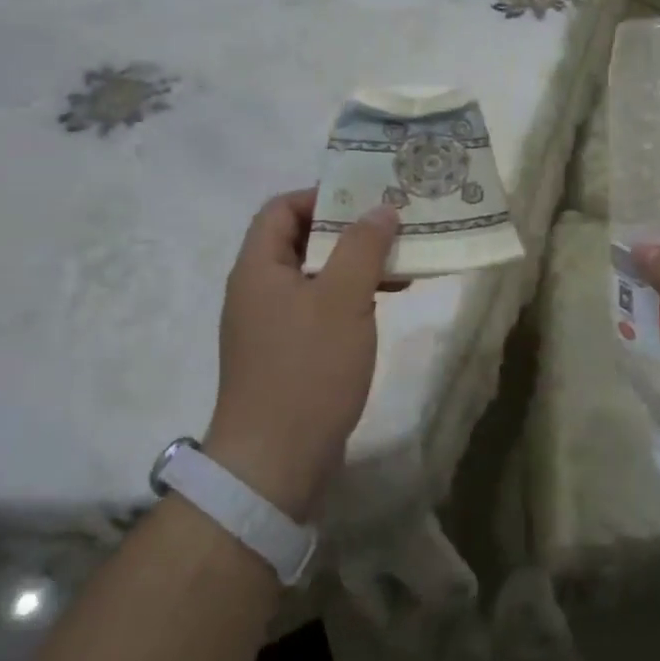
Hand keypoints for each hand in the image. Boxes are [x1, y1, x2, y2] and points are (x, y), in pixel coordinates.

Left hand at [205, 189, 398, 521]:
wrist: (274, 465)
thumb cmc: (307, 369)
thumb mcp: (343, 299)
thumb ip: (363, 246)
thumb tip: (381, 209)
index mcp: (259, 267)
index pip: (281, 207)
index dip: (322, 195)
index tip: (366, 199)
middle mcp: (258, 289)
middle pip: (301, 238)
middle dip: (349, 229)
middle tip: (393, 225)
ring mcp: (271, 323)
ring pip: (316, 273)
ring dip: (355, 263)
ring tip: (401, 261)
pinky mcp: (287, 352)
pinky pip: (320, 306)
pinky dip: (351, 295)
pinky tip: (386, 300)